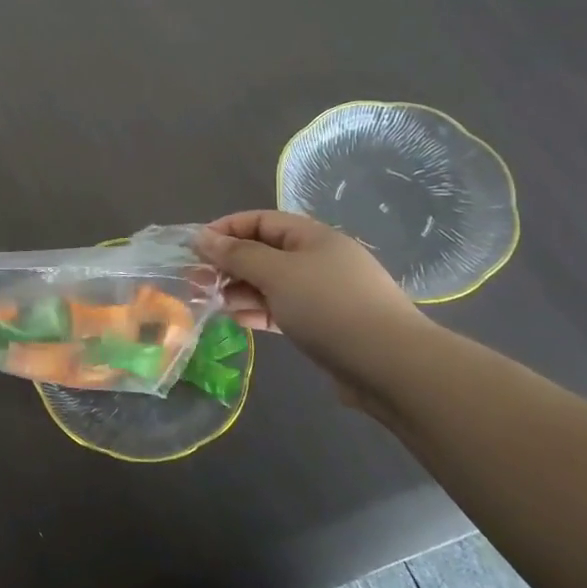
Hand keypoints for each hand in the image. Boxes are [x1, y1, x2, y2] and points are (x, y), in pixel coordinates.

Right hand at [196, 211, 426, 407]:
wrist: (391, 367)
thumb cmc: (329, 307)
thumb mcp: (276, 273)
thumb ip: (236, 254)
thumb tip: (201, 237)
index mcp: (313, 237)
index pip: (261, 220)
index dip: (226, 229)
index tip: (195, 246)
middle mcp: (318, 260)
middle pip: (264, 252)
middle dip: (228, 263)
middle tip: (195, 279)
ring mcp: (323, 294)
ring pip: (270, 283)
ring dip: (239, 289)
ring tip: (211, 301)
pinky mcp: (323, 325)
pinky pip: (281, 309)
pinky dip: (258, 311)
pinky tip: (236, 320)